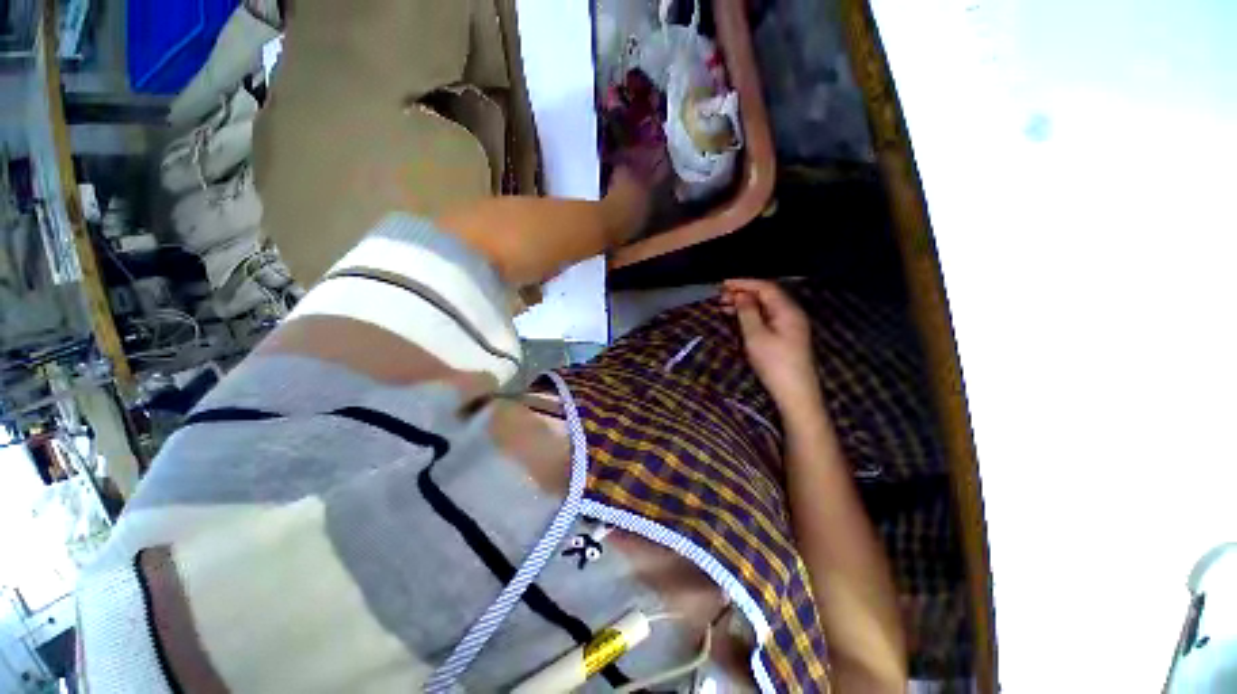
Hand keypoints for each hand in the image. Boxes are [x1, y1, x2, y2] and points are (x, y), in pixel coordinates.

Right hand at [721, 279, 821, 412]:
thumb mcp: (756, 336)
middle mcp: (791, 313)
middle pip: (766, 295)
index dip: (743, 283)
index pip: (765, 287)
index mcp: (787, 310)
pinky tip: (738, 319)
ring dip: (745, 305)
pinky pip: (767, 318)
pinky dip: (751, 316)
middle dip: (743, 293)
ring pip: (765, 307)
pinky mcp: (786, 336)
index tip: (722, 284)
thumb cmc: (774, 363)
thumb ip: (747, 312)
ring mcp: (790, 325)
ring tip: (724, 307)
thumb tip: (741, 295)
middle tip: (720, 297)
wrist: (795, 393)